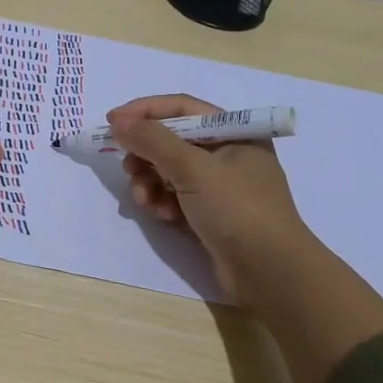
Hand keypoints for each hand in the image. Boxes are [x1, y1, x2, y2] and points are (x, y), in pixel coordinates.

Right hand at [110, 93, 382, 382]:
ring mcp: (220, 185)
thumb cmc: (237, 210)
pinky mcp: (212, 212)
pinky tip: (162, 215)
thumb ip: (153, 141)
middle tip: (128, 168)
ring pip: (169, 170)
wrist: (271, 274)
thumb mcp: (193, 169)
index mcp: (234, 132)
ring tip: (145, 200)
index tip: (112, 122)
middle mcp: (228, 153)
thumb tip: (119, 122)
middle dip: (146, 154)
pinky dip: (163, 202)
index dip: (144, 111)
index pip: (181, 108)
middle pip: (172, 140)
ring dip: (151, 182)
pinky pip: (176, 195)